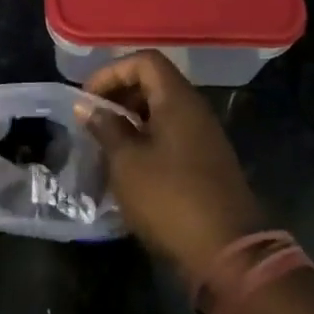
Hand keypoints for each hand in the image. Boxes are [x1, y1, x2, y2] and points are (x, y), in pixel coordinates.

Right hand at [82, 51, 265, 277]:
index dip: (112, 72)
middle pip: (154, 83)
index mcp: (178, 99)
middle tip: (92, 120)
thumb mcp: (126, 161)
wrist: (227, 252)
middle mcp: (195, 110)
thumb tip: (87, 105)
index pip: (144, 60)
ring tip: (104, 143)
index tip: (88, 98)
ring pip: (162, 111)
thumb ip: (105, 127)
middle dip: (119, 95)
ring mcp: (204, 137)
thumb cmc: (170, 198)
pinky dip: (146, 140)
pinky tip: (127, 166)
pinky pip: (171, 135)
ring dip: (131, 120)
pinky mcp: (206, 162)